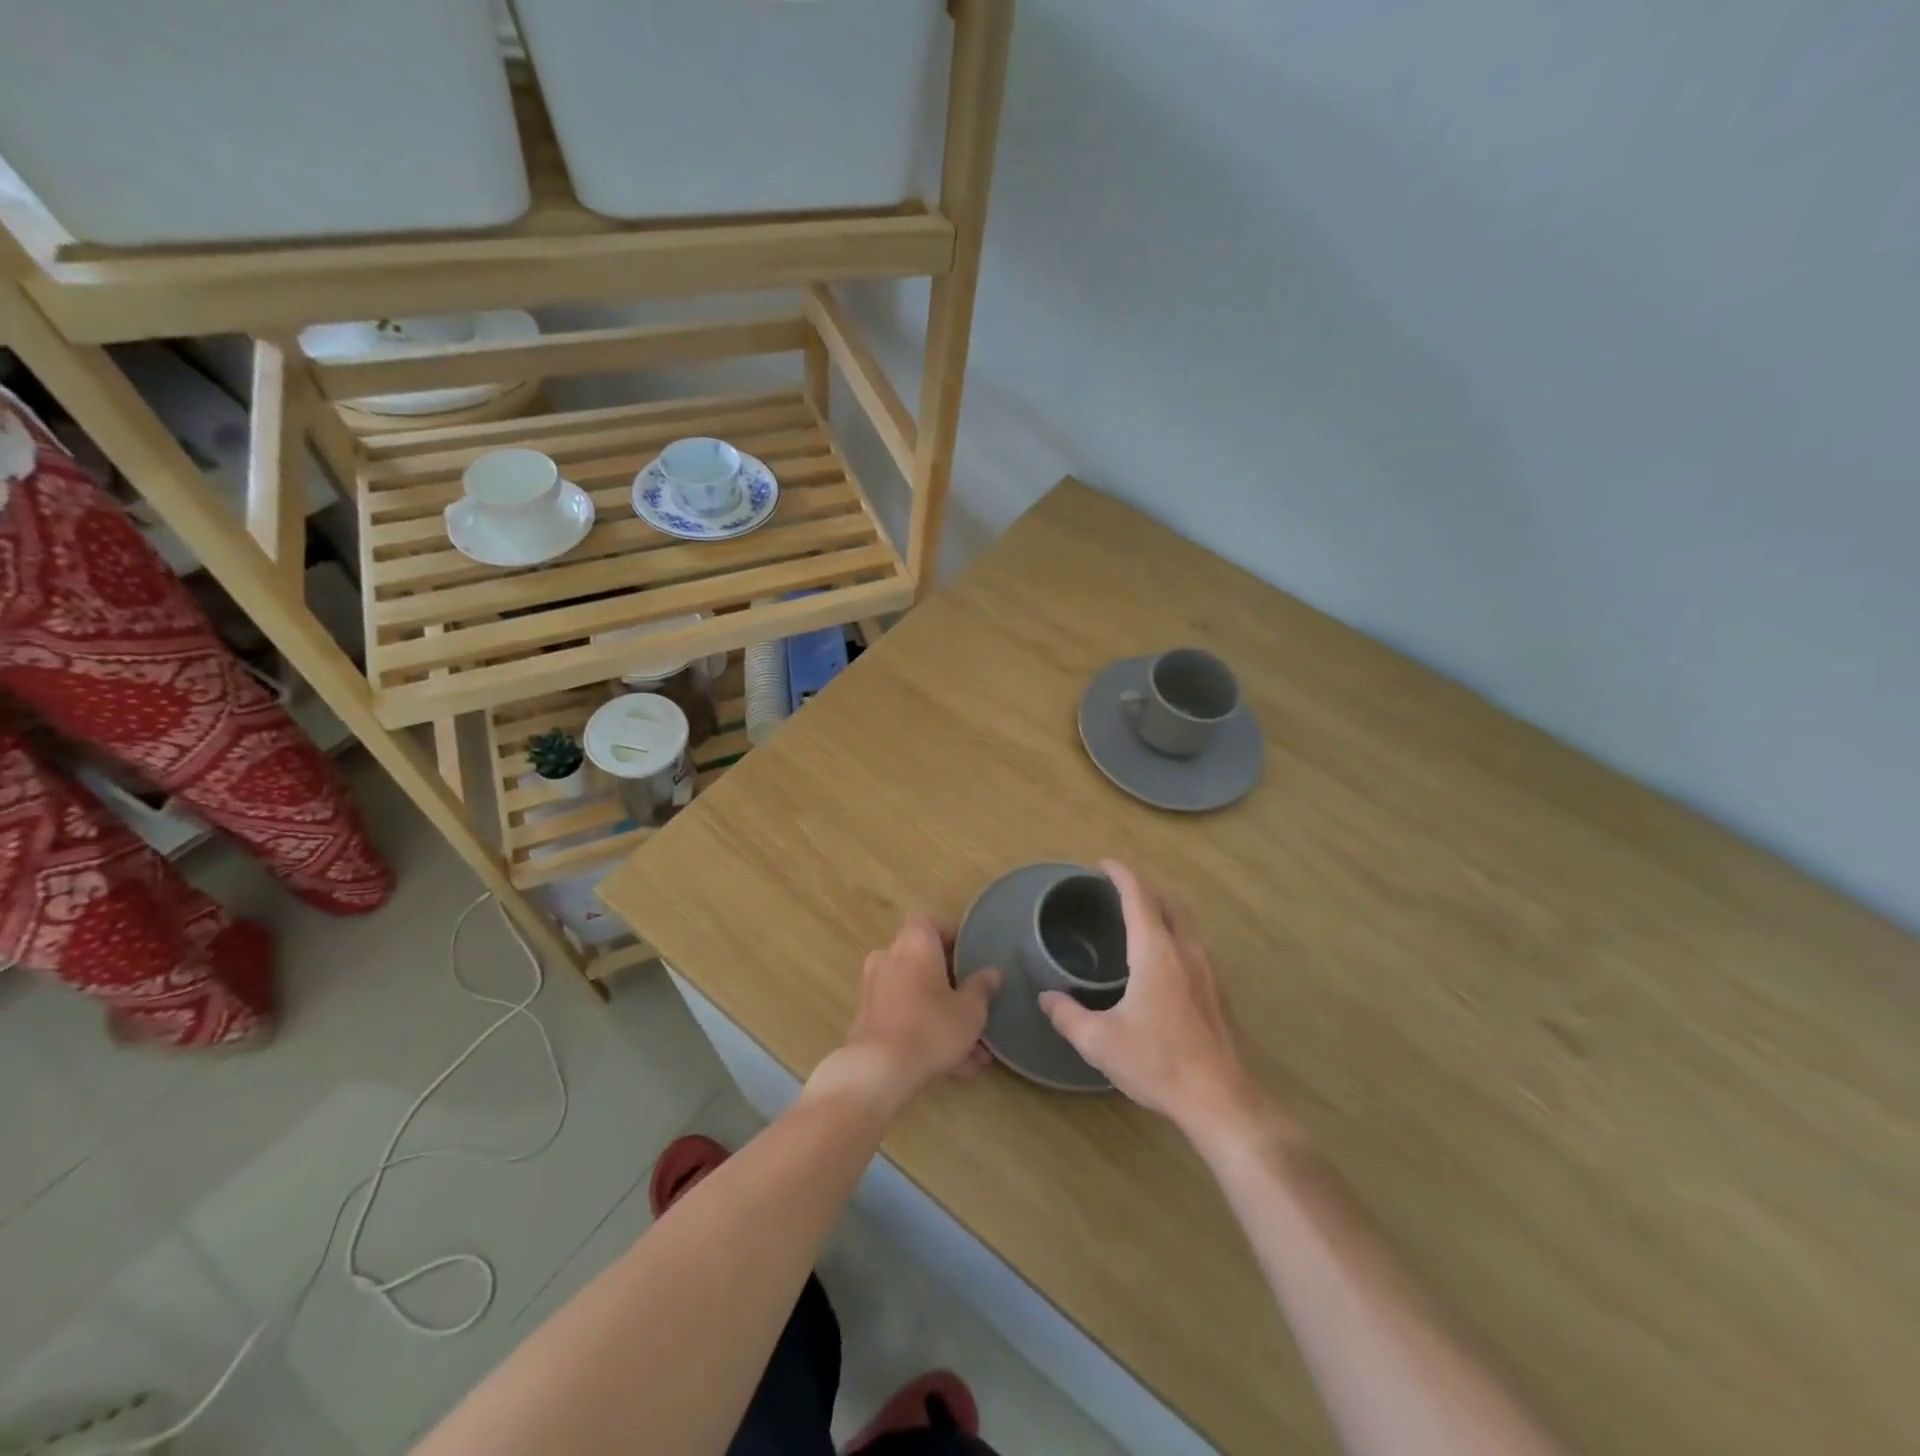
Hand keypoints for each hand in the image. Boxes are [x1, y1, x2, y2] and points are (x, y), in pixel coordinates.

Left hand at [814, 914, 999, 1119]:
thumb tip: (992, 972)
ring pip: (917, 995)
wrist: (879, 1069)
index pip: (928, 921)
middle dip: (952, 987)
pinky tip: (953, 1067)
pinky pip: (903, 1016)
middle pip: (924, 961)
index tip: (969, 957)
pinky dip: (924, 1033)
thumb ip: (982, 987)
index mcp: (914, 943)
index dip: (949, 935)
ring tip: (972, 1052)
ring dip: (943, 1017)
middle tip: (975, 1008)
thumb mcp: (970, 1009)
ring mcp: (874, 988)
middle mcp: (889, 957)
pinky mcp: (867, 1018)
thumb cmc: (932, 1026)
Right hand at [1040, 861, 1280, 1152]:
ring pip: (1186, 924)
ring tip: (1137, 924)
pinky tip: (1160, 966)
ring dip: (1162, 912)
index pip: (1139, 895)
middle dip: (1143, 889)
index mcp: (1156, 952)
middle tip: (1117, 893)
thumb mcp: (1100, 1042)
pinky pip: (1194, 947)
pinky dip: (1174, 937)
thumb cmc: (1158, 1063)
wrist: (1223, 1101)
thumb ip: (1067, 1015)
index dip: (1120, 874)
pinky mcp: (1220, 993)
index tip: (1102, 864)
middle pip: (1168, 902)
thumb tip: (1047, 998)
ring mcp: (1209, 971)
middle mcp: (1186, 951)